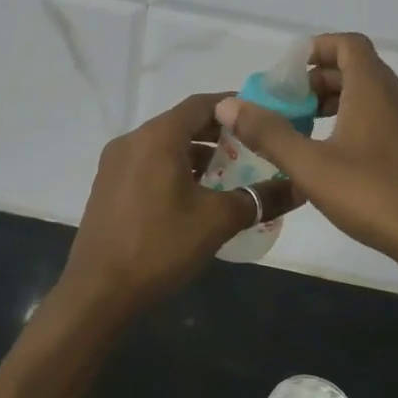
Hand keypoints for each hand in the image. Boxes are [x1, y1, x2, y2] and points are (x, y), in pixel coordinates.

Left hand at [60, 93, 303, 312]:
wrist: (98, 293)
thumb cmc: (160, 247)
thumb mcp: (217, 221)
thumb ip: (260, 198)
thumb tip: (299, 188)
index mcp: (157, 137)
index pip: (202, 104)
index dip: (235, 106)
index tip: (263, 115)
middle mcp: (132, 140)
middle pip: (183, 123)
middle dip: (220, 133)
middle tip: (255, 146)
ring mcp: (115, 164)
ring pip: (165, 146)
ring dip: (198, 154)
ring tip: (231, 173)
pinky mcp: (108, 187)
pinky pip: (149, 164)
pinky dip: (176, 169)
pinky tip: (196, 196)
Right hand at [214, 33, 397, 281]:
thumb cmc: (373, 195)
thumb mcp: (311, 166)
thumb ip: (269, 133)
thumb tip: (229, 106)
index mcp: (374, 89)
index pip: (348, 44)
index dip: (316, 48)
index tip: (287, 72)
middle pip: (357, 68)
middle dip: (318, 79)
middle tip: (286, 104)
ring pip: (370, 94)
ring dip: (335, 101)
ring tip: (304, 128)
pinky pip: (382, 116)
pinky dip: (354, 120)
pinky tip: (334, 155)